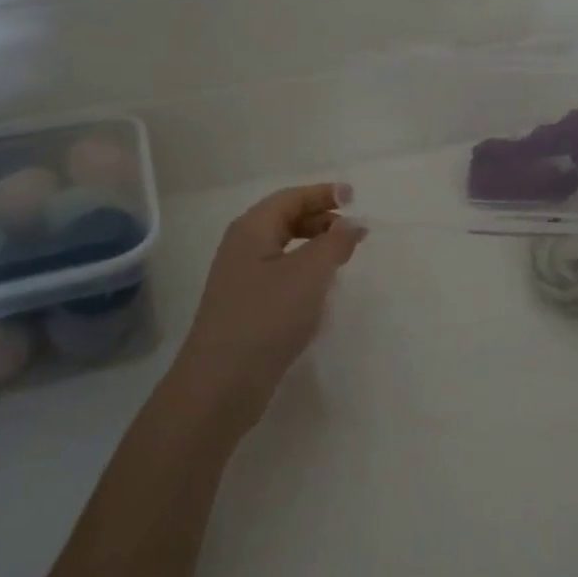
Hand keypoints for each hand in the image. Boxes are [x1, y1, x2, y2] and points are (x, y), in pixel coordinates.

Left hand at [167, 184, 365, 436]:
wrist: (222, 382)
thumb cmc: (267, 317)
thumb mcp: (310, 273)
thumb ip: (335, 242)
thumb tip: (352, 223)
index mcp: (252, 229)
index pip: (291, 198)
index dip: (323, 194)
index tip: (355, 198)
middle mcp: (242, 247)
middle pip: (284, 219)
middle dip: (320, 219)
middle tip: (353, 231)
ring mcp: (240, 279)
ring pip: (283, 249)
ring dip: (314, 246)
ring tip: (343, 258)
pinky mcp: (245, 307)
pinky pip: (279, 274)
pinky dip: (304, 272)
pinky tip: (320, 291)